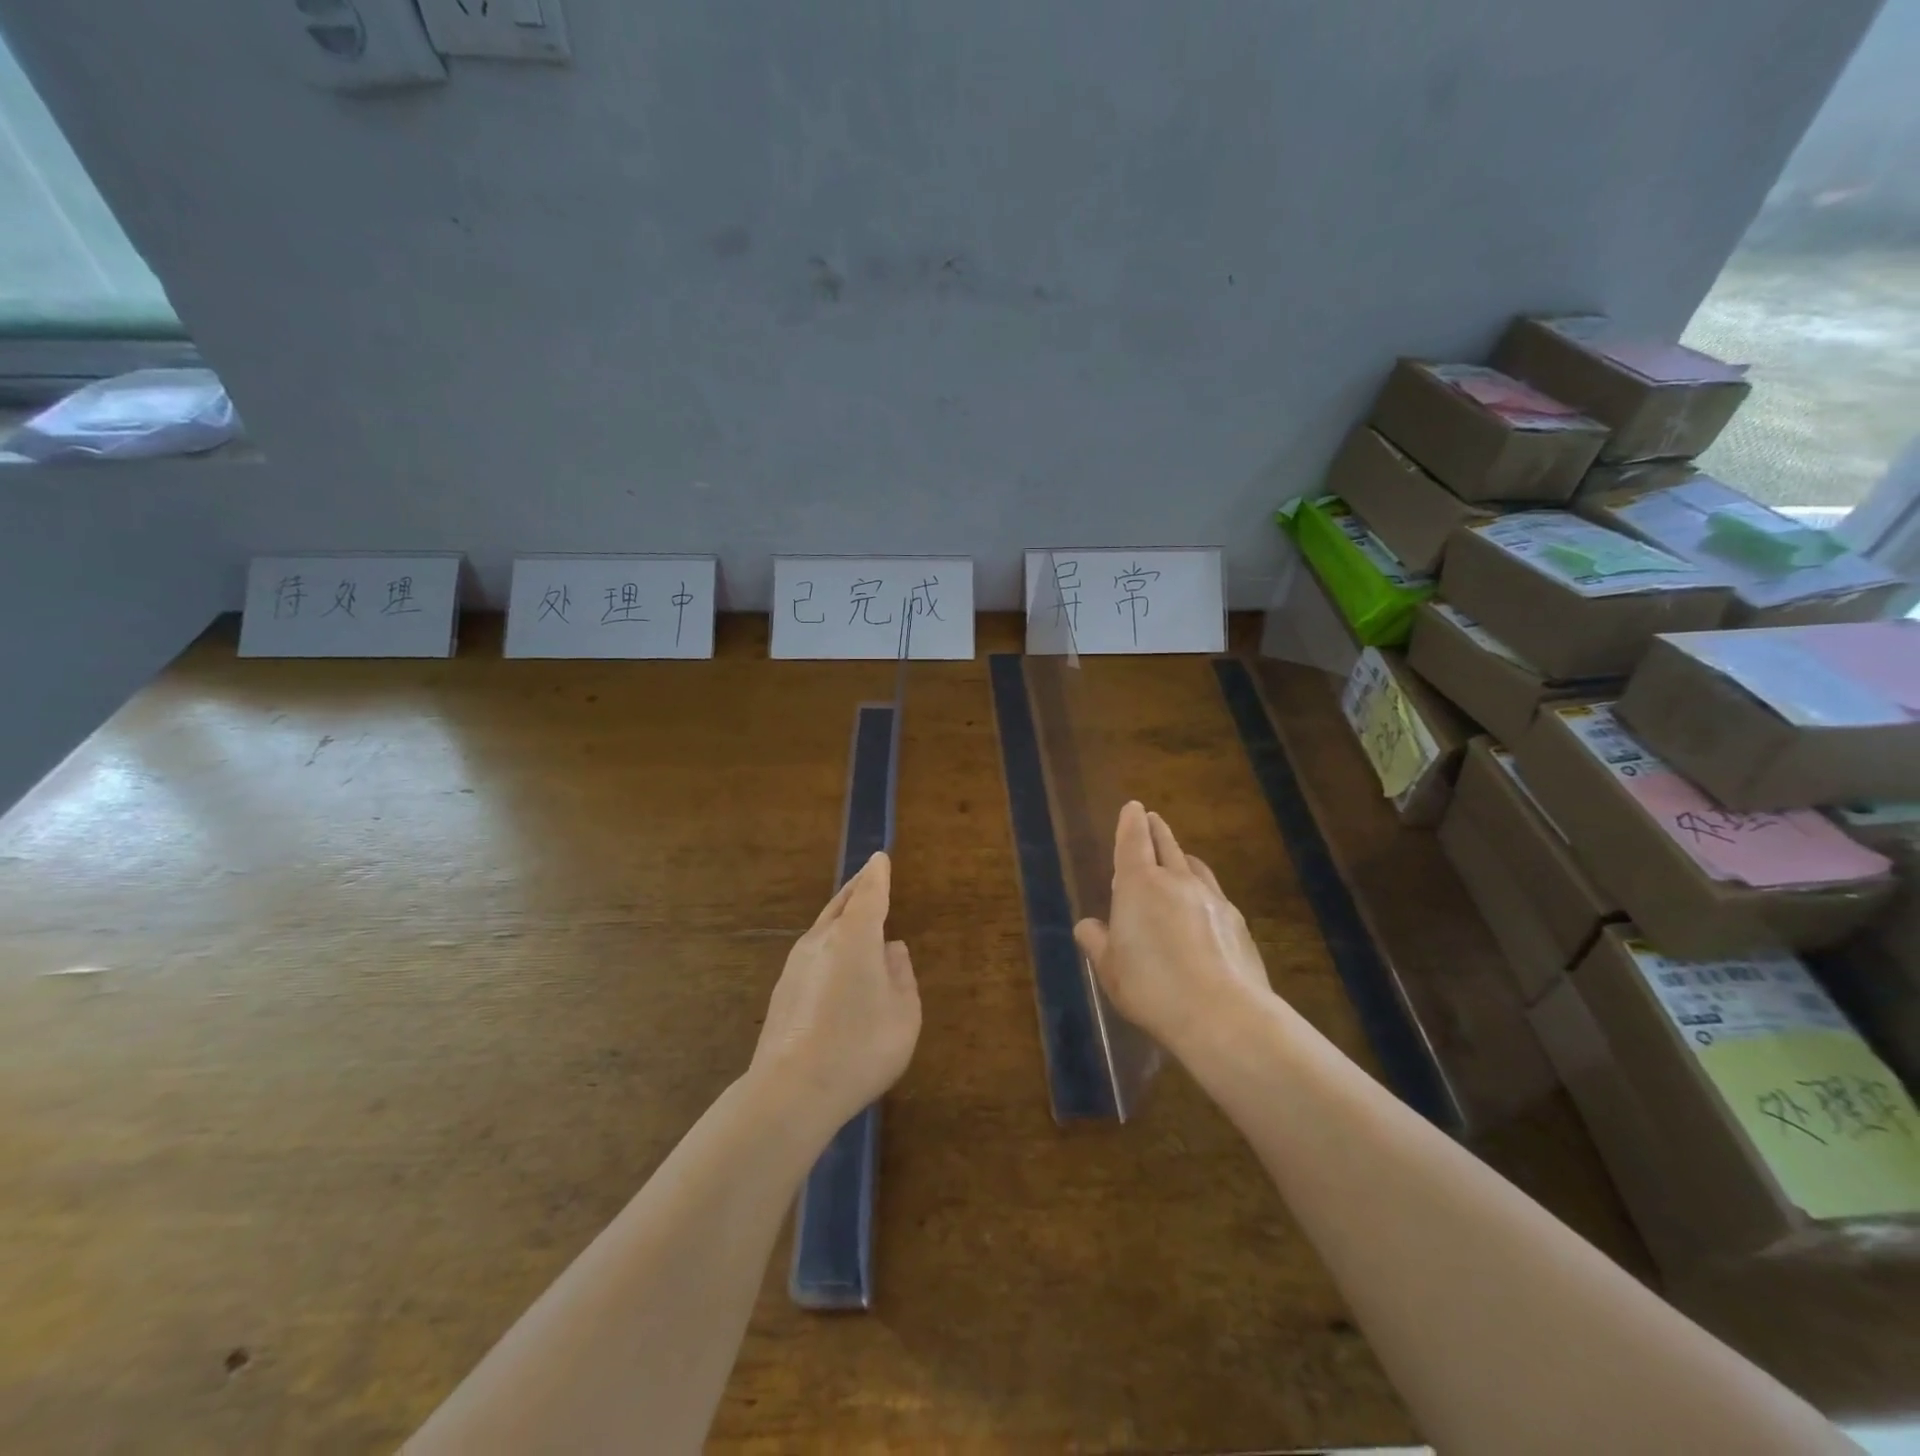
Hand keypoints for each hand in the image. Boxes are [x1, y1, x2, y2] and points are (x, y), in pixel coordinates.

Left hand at [751, 852, 920, 1133]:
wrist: (791, 1091)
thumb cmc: (861, 1047)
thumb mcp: (903, 1013)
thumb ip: (901, 975)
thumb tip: (891, 949)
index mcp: (855, 936)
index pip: (870, 893)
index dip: (878, 875)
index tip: (880, 858)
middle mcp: (822, 940)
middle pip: (841, 904)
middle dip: (857, 888)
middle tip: (868, 877)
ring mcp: (796, 964)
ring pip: (823, 927)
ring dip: (841, 916)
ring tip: (855, 914)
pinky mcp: (783, 990)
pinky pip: (814, 951)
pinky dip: (830, 943)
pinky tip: (836, 961)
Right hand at [1074, 802, 1272, 1057]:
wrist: (1223, 1014)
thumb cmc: (1152, 987)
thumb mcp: (1110, 969)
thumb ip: (1098, 942)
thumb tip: (1087, 926)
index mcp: (1139, 885)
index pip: (1133, 841)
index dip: (1131, 822)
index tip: (1134, 807)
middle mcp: (1177, 881)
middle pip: (1167, 845)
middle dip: (1157, 830)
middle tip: (1153, 819)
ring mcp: (1212, 899)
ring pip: (1194, 866)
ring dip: (1183, 857)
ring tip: (1178, 858)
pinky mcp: (1237, 922)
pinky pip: (1214, 893)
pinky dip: (1202, 889)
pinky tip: (1202, 906)